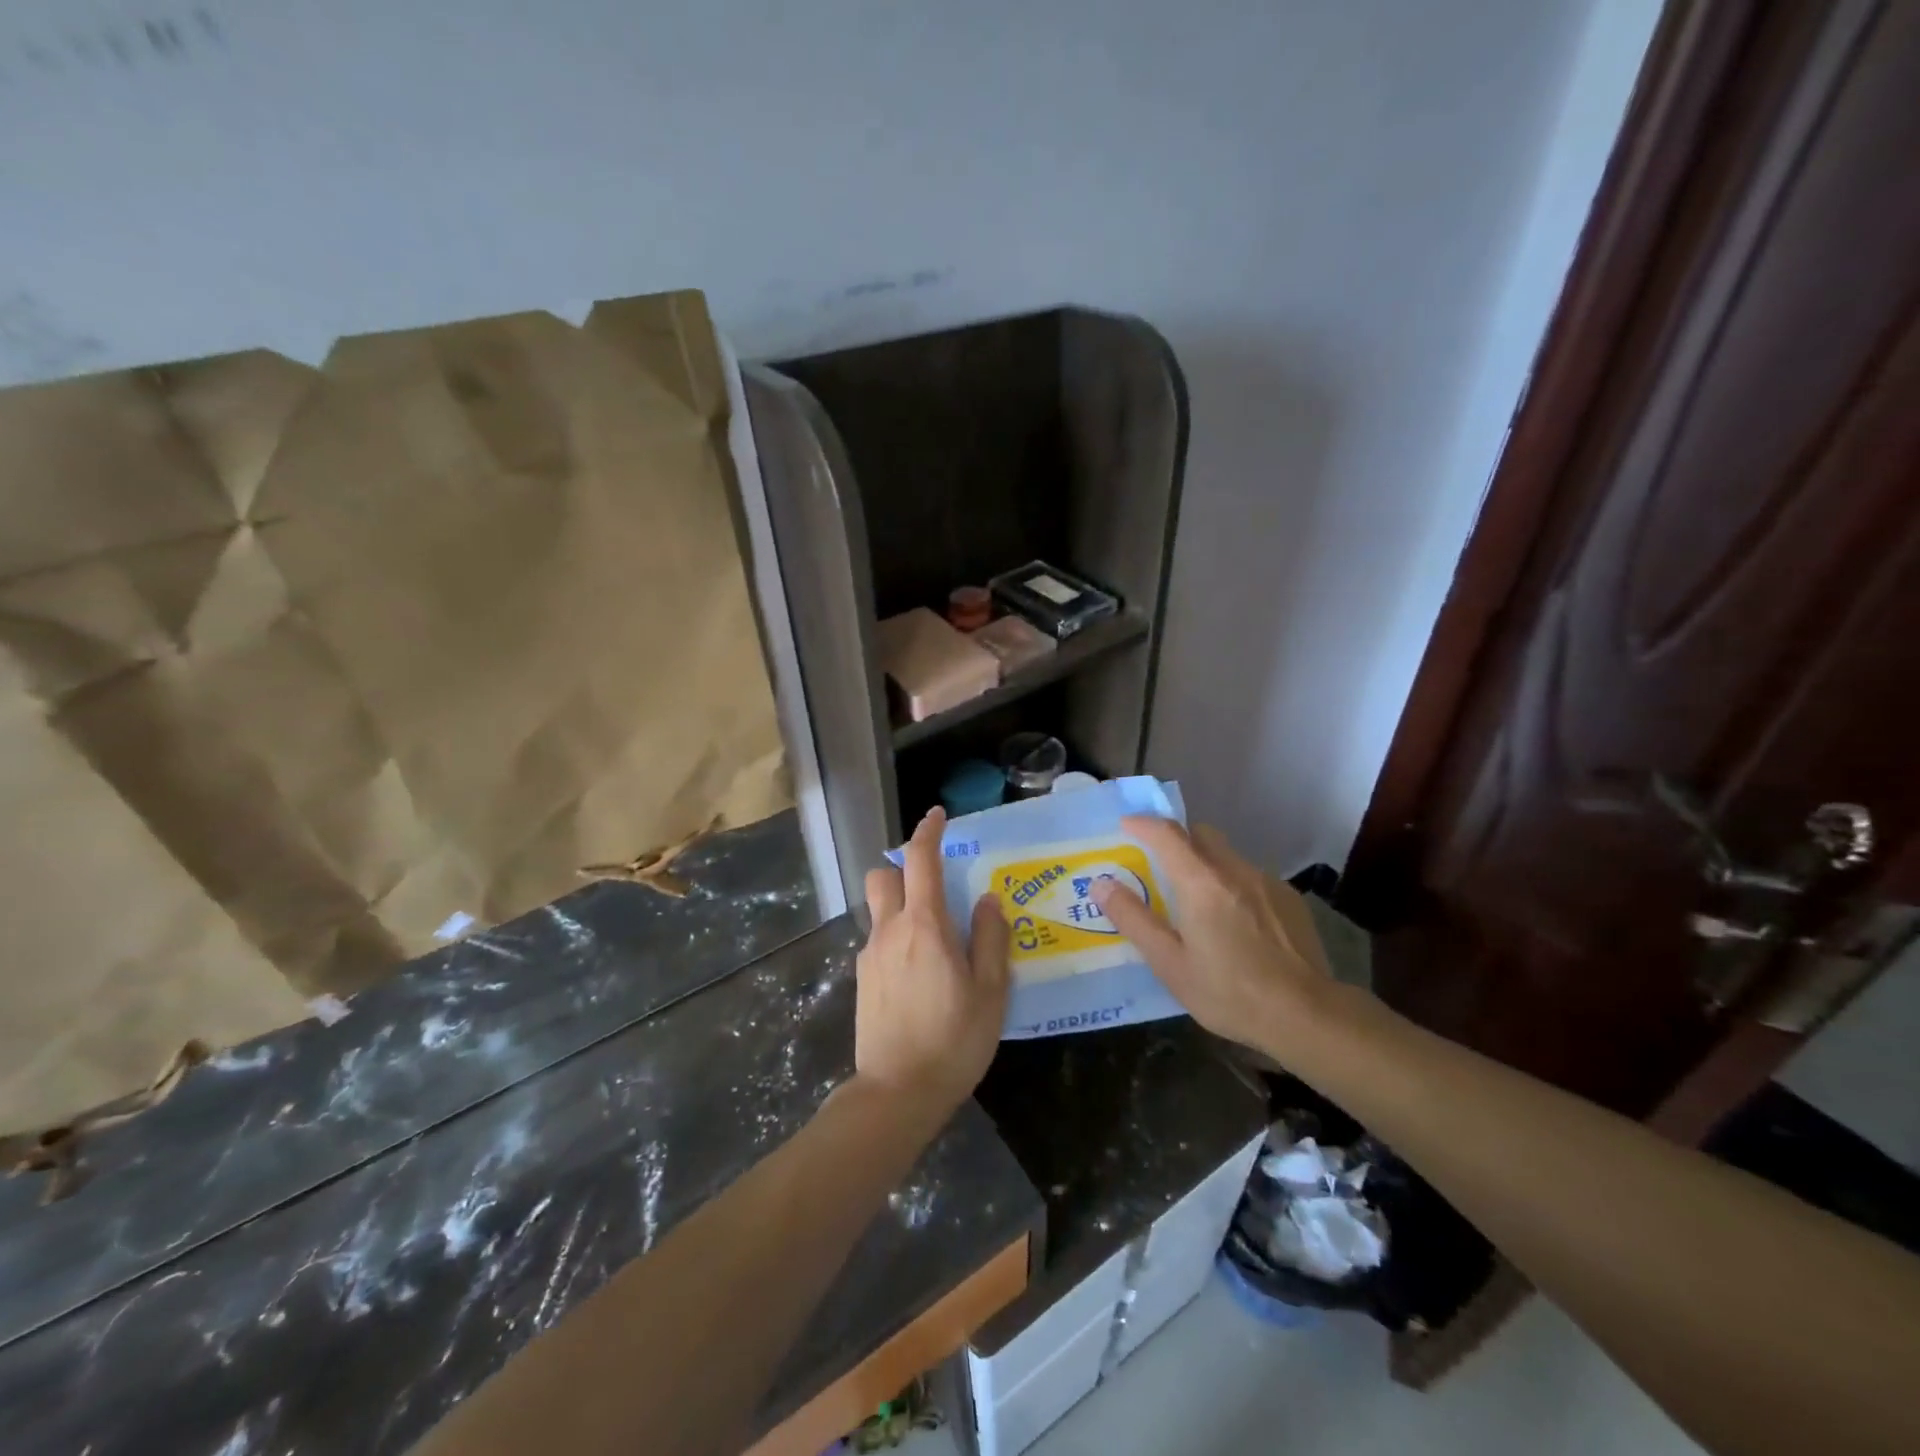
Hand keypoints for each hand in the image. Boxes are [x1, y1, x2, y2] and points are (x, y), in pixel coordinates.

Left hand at [855, 807, 1010, 1117]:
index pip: (920, 861)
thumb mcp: (990, 991)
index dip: (928, 832)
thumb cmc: (953, 1040)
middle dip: (904, 868)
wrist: (896, 1093)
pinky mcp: (862, 979)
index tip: (938, 816)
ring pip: (878, 908)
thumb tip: (987, 899)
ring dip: (899, 902)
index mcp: (925, 926)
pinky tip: (918, 970)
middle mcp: (890, 930)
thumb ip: (990, 938)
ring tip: (931, 933)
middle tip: (935, 884)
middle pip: (883, 876)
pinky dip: (895, 936)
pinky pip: (878, 939)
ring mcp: (870, 955)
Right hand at [1093, 816, 1332, 1057]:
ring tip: (1197, 901)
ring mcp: (1266, 882)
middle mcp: (1235, 870)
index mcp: (1201, 882)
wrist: (1307, 1015)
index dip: (1143, 824)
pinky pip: (1250, 877)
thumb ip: (1134, 919)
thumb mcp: (1170, 963)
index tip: (1126, 826)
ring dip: (1206, 864)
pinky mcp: (1289, 899)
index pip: (1167, 833)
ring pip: (1227, 856)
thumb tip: (1102, 884)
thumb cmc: (1229, 992)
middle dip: (1177, 839)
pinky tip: (1235, 922)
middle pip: (1201, 834)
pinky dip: (1232, 885)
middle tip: (1158, 865)